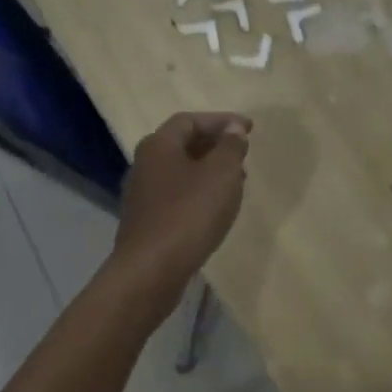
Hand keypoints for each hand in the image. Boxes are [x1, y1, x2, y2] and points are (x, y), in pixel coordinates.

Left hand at [110, 112, 252, 302]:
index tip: (248, 129)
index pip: (190, 120)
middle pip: (182, 144)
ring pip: (180, 171)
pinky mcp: (145, 220)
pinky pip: (176, 195)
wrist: (150, 271)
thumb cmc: (189, 214)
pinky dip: (198, 192)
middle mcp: (144, 163)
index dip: (221, 120)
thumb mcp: (221, 174)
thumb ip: (230, 146)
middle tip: (242, 153)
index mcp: (159, 145)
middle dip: (215, 145)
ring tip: (236, 182)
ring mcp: (142, 194)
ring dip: (208, 170)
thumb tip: (233, 128)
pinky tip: (215, 209)